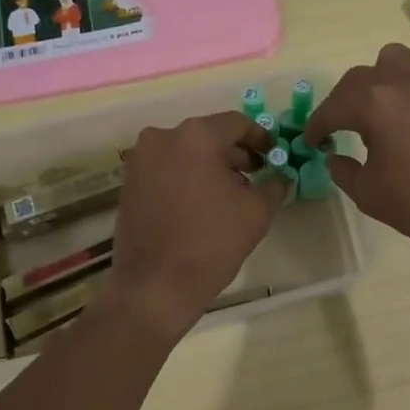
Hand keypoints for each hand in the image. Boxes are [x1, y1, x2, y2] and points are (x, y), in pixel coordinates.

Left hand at [104, 111, 287, 337]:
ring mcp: (140, 161)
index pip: (237, 123)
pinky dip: (187, 178)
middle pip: (208, 136)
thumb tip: (281, 176)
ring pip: (186, 153)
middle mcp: (162, 138)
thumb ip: (274, 184)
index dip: (260, 138)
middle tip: (257, 175)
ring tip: (231, 193)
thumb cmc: (212, 242)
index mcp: (196, 136)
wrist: (156, 286)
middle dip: (235, 154)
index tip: (274, 154)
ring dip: (210, 166)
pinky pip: (166, 170)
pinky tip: (203, 204)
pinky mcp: (129, 184)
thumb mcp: (257, 211)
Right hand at [302, 43, 409, 260]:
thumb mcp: (369, 194)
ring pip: (398, 62)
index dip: (317, 125)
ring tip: (383, 108)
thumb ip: (343, 170)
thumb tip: (335, 155)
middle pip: (361, 77)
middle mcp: (405, 80)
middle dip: (345, 101)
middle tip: (342, 126)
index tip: (312, 140)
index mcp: (375, 104)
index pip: (333, 107)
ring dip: (382, 80)